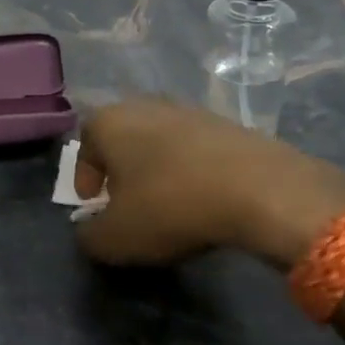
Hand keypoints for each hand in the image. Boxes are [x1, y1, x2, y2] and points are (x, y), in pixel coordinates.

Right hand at [73, 98, 344, 267]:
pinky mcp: (227, 123)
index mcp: (109, 122)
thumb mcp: (116, 238)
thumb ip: (90, 237)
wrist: (259, 189)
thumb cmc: (170, 207)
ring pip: (159, 140)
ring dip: (157, 168)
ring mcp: (189, 110)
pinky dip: (191, 169)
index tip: (94, 204)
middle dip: (121, 169)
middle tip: (126, 202)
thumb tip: (90, 231)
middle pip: (122, 138)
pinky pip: (195, 148)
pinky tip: (202, 197)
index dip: (84, 177)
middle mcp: (144, 105)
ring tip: (166, 202)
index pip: (84, 145)